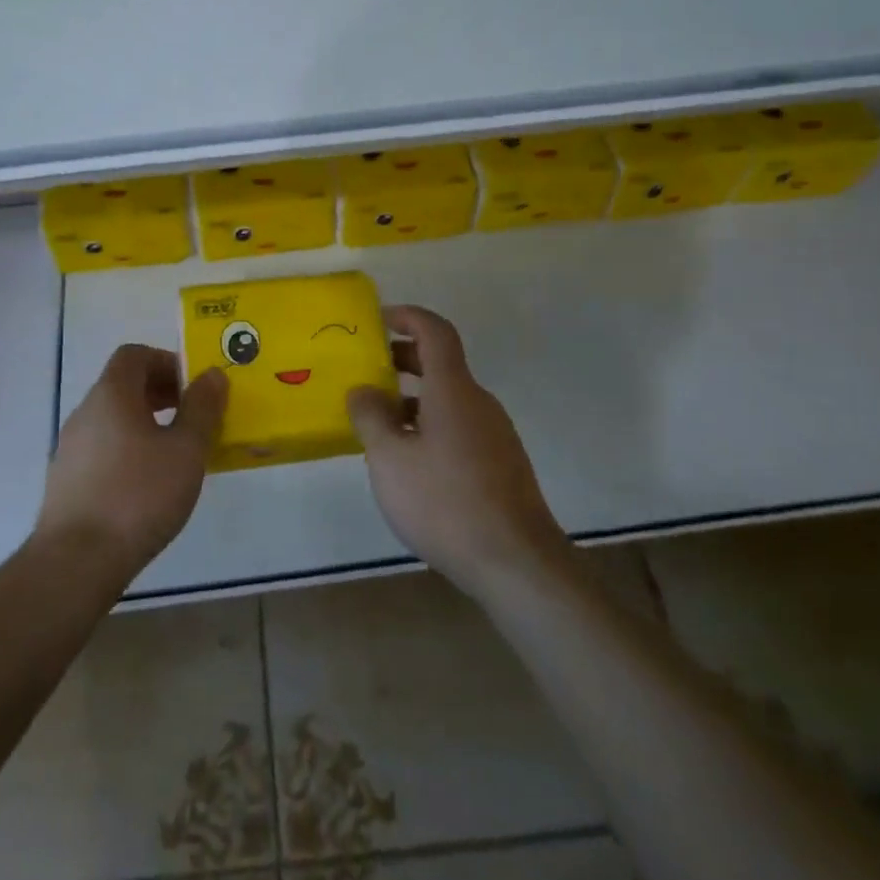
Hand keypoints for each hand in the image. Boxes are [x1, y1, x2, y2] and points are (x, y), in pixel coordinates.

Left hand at [38, 344, 226, 582]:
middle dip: (161, 393)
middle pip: (123, 385)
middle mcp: (85, 413)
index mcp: (111, 395)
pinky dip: (129, 450)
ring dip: (147, 424)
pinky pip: (104, 448)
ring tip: (176, 454)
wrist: (76, 563)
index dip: (167, 361)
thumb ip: (202, 408)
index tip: (193, 387)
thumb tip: (213, 374)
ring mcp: (71, 448)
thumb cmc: (138, 496)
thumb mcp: (186, 450)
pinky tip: (149, 485)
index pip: (134, 355)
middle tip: (193, 417)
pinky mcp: (67, 481)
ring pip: (114, 419)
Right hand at [348, 305, 570, 599]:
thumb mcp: (390, 459)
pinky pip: (459, 427)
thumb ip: (370, 417)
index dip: (408, 317)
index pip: (435, 331)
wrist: (516, 562)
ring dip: (414, 398)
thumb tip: (363, 390)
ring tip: (379, 422)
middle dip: (404, 359)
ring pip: (449, 399)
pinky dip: (430, 425)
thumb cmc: (445, 501)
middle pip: (442, 364)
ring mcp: (494, 434)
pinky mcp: (501, 464)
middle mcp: (478, 402)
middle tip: (368, 370)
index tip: (379, 320)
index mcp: (453, 389)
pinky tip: (410, 461)